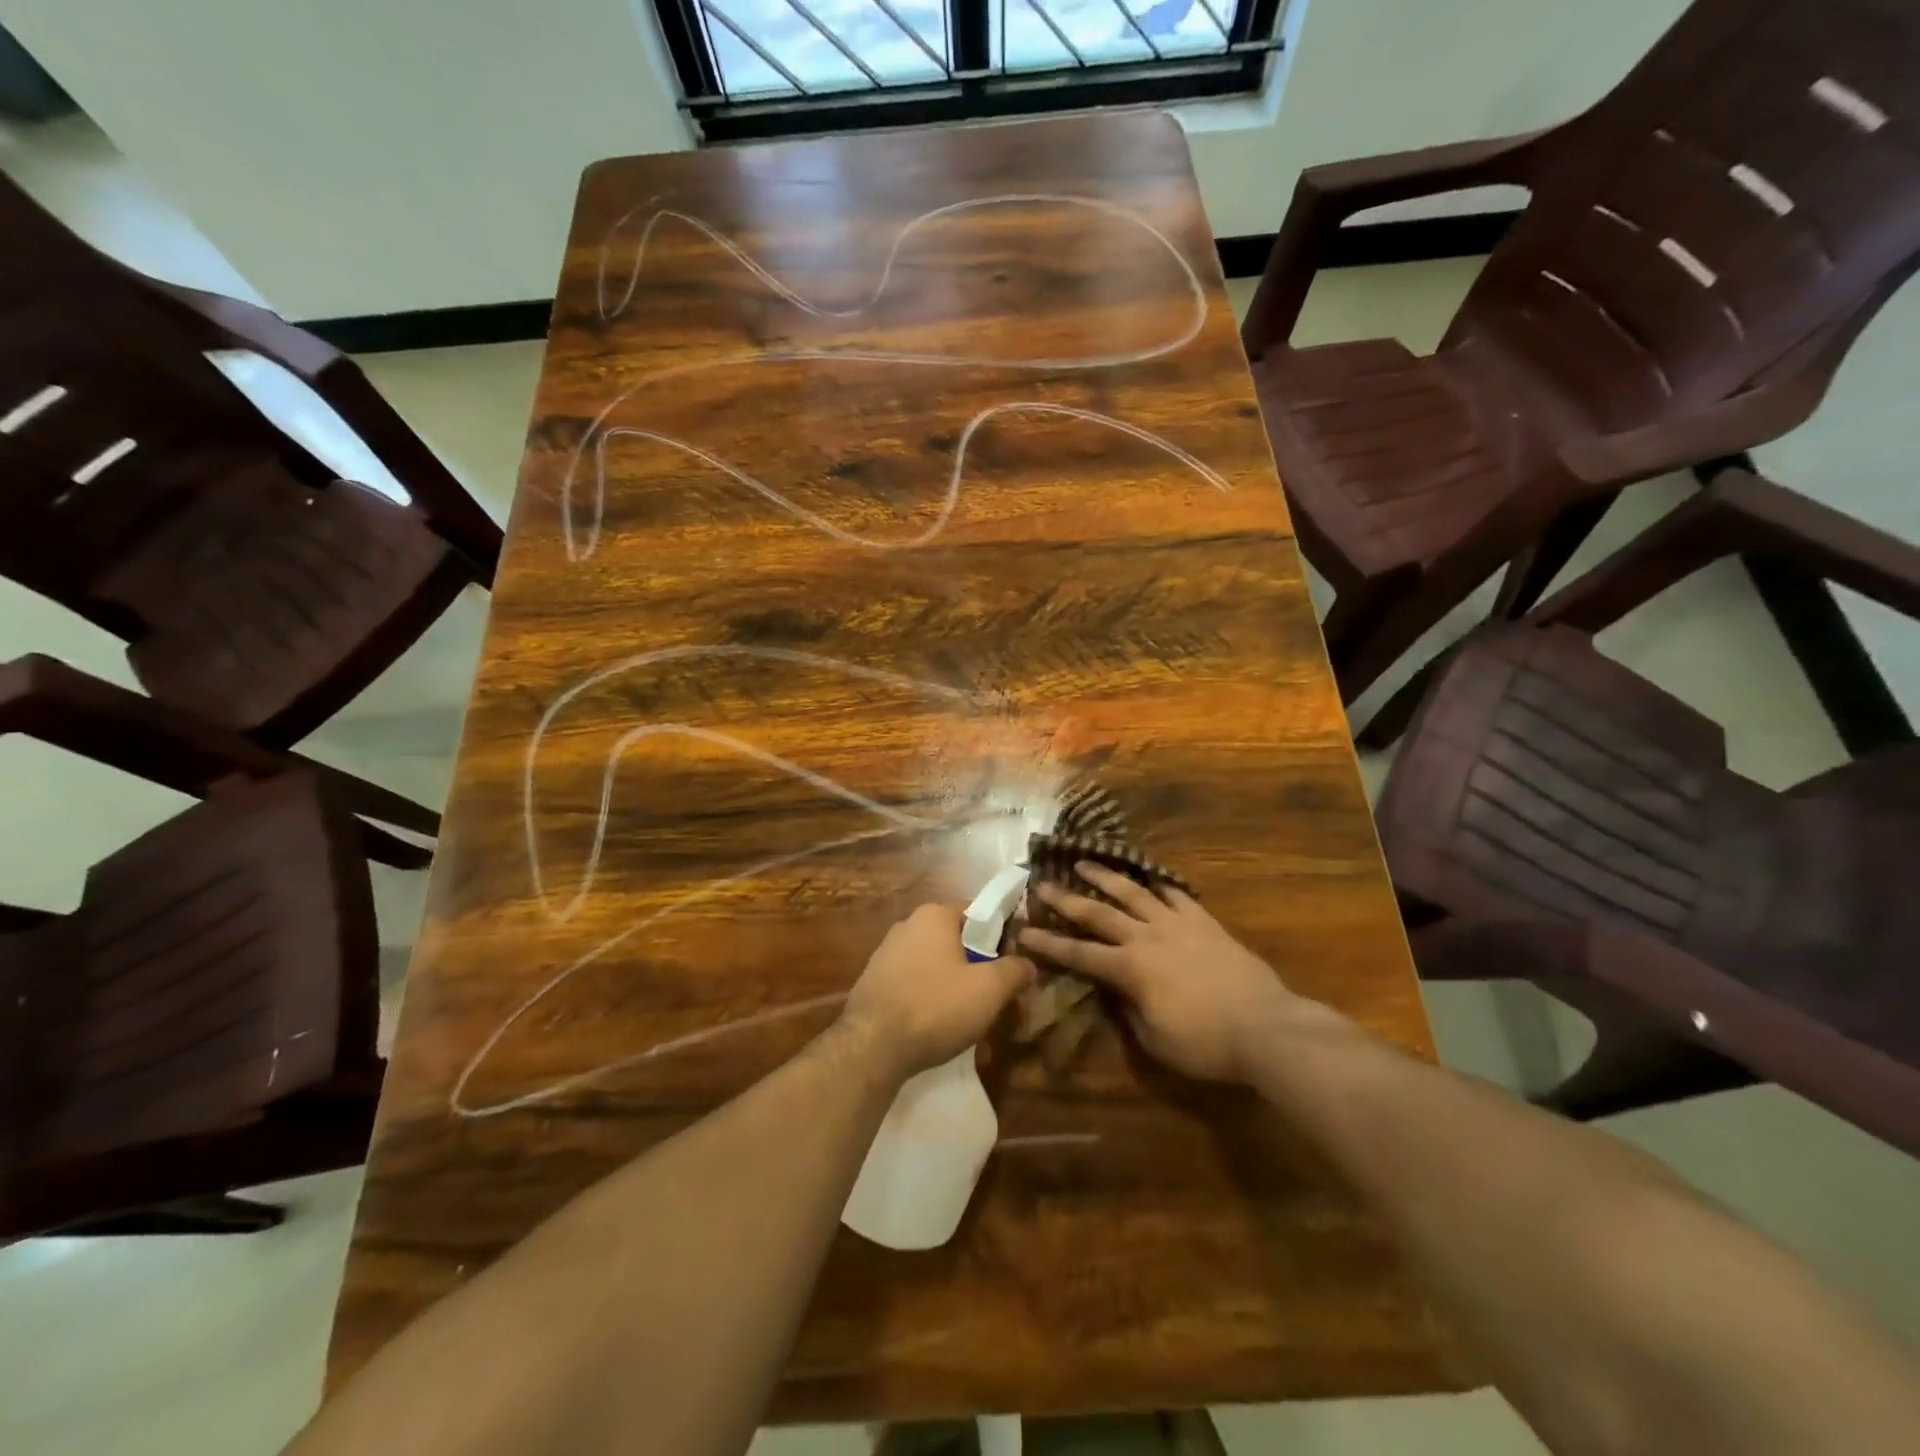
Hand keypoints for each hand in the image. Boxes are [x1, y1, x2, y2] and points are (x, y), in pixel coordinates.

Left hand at [841, 904, 1034, 1080]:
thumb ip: (1014, 971)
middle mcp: (907, 925)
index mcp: (934, 915)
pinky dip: (930, 1002)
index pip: (977, 913)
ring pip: (936, 967)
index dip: (1001, 936)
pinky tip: (939, 1032)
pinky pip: (914, 986)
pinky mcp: (874, 983)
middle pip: (956, 942)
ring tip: (970, 1025)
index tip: (1012, 965)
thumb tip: (1027, 964)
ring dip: (955, 990)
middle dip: (977, 969)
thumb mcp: (989, 990)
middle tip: (994, 1000)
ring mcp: (886, 954)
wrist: (872, 1047)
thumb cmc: (936, 1007)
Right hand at [1018, 863, 1337, 1083]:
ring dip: (1105, 877)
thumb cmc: (1206, 1043)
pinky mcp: (1204, 921)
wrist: (1266, 1026)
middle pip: (1099, 913)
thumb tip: (1114, 991)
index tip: (1023, 932)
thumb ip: (1128, 1010)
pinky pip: (1175, 895)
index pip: (1079, 954)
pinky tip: (1148, 877)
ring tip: (1084, 862)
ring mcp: (1177, 924)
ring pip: (1133, 893)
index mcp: (1130, 969)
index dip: (1048, 944)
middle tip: (1042, 884)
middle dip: (1066, 899)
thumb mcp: (1155, 1039)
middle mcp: (1146, 937)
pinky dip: (1158, 884)